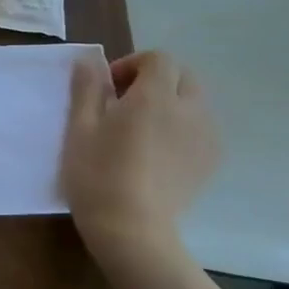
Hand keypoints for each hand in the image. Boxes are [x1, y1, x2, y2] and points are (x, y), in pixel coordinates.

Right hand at [61, 51, 218, 266]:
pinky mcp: (210, 163)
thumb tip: (89, 60)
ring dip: (172, 103)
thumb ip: (86, 88)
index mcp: (155, 97)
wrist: (132, 230)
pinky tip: (157, 152)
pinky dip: (183, 127)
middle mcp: (188, 111)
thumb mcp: (79, 128)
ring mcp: (205, 139)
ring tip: (142, 129)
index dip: (132, 64)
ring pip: (196, 103)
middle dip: (156, 80)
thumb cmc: (98, 174)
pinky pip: (201, 129)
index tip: (108, 88)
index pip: (159, 59)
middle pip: (184, 76)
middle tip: (124, 103)